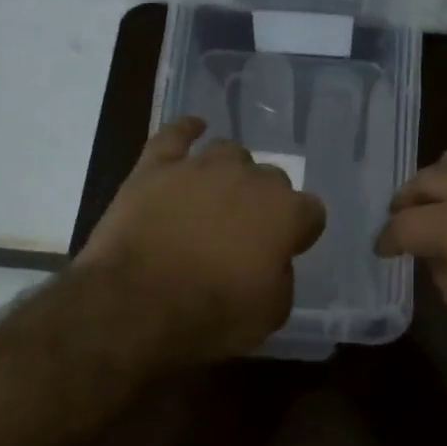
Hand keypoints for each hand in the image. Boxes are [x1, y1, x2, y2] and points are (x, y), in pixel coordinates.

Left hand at [78, 117, 326, 363]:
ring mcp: (200, 166)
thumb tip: (272, 262)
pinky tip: (193, 130)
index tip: (286, 251)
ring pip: (229, 153)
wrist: (135, 304)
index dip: (299, 233)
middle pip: (271, 178)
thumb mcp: (269, 315)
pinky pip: (176, 134)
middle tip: (245, 233)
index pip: (311, 212)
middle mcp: (249, 179)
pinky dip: (186, 131)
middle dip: (264, 203)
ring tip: (217, 198)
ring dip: (230, 174)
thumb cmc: (211, 316)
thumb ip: (281, 279)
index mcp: (285, 214)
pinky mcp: (155, 166)